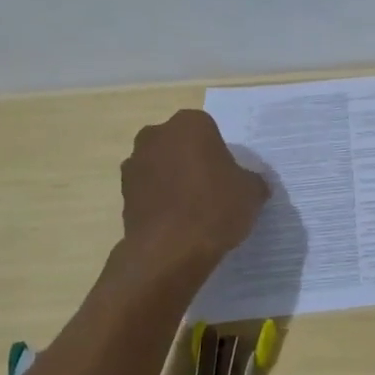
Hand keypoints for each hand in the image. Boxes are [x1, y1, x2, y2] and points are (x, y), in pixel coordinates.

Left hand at [121, 110, 268, 261]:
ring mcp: (134, 164)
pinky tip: (175, 222)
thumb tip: (250, 185)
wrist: (171, 250)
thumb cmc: (216, 207)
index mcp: (190, 124)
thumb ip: (251, 180)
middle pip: (179, 144)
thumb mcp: (252, 191)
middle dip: (191, 160)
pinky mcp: (122, 194)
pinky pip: (148, 191)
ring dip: (172, 179)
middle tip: (210, 187)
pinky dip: (159, 200)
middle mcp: (157, 135)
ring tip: (191, 209)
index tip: (227, 174)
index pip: (208, 130)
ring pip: (160, 166)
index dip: (218, 152)